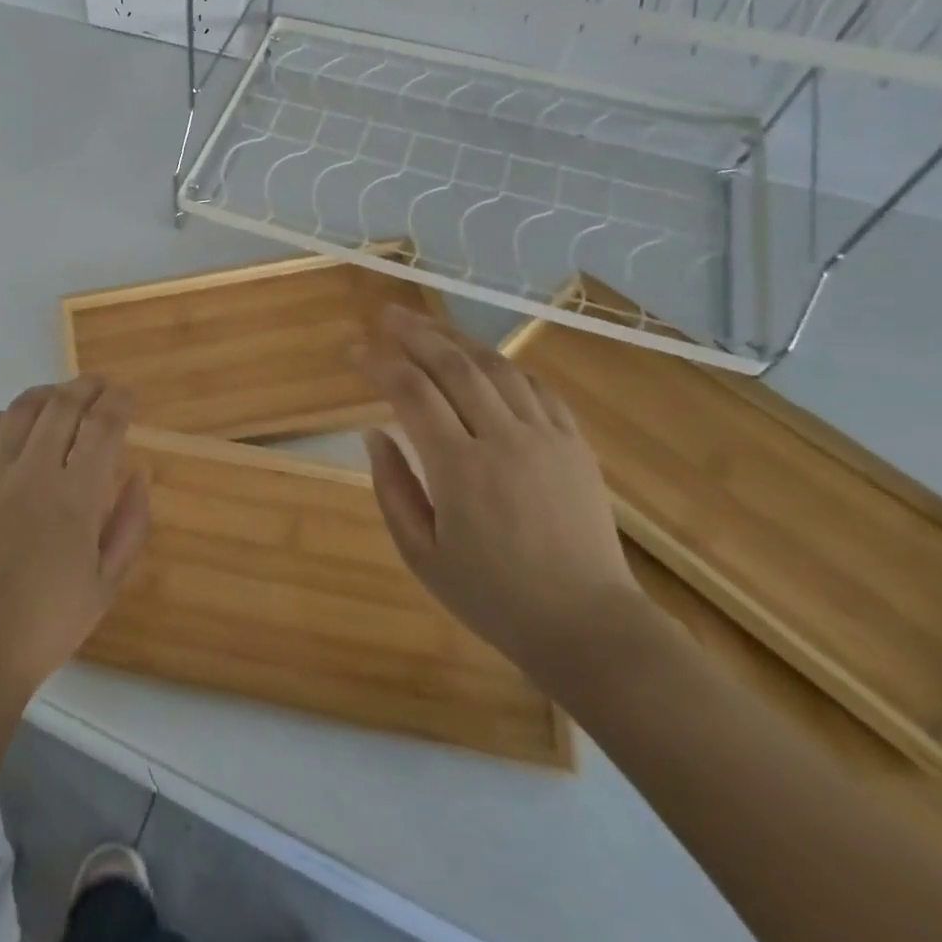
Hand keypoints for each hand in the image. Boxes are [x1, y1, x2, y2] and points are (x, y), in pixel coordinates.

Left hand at [0, 377, 151, 709]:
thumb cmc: (49, 624)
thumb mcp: (108, 582)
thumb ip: (131, 523)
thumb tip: (139, 472)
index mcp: (75, 499)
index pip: (103, 425)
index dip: (119, 400)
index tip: (128, 395)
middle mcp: (32, 474)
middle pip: (63, 405)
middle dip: (88, 386)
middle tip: (101, 386)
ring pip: (21, 410)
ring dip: (47, 394)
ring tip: (61, 398)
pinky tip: (11, 426)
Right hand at [355, 306, 640, 679]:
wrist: (588, 626)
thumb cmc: (492, 597)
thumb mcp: (421, 555)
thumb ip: (392, 489)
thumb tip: (374, 434)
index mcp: (460, 469)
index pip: (411, 393)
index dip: (378, 364)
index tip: (353, 351)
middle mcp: (503, 439)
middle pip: (454, 366)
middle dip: (415, 333)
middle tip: (386, 314)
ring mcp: (546, 437)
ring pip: (497, 367)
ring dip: (458, 339)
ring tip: (429, 326)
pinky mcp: (575, 445)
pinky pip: (537, 388)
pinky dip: (504, 366)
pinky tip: (484, 361)